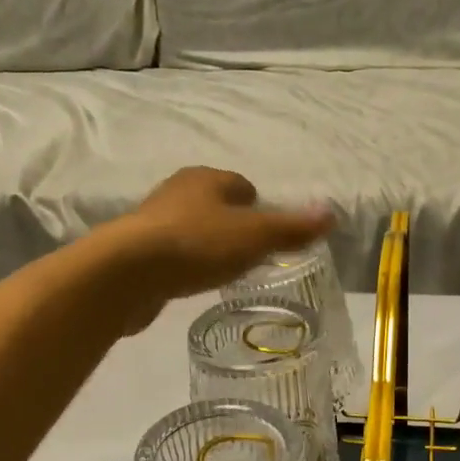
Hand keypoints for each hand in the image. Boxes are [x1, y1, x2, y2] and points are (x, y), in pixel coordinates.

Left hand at [103, 167, 333, 331]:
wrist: (128, 273)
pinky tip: (191, 282)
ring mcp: (152, 221)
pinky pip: (171, 254)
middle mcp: (176, 191)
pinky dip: (185, 264)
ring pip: (190, 228)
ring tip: (222, 270)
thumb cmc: (197, 244)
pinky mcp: (136, 252)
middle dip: (231, 224)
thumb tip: (331, 214)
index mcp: (206, 178)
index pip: (240, 184)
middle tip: (250, 252)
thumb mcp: (255, 236)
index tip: (268, 231)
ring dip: (206, 244)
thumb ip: (292, 228)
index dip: (258, 205)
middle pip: (213, 204)